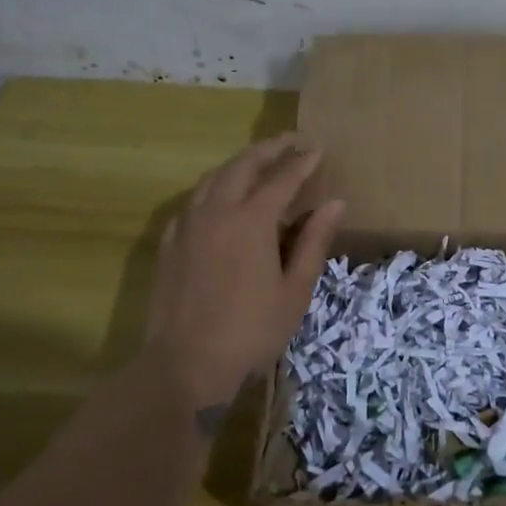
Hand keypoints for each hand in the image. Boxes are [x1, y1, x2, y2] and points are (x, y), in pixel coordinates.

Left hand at [140, 133, 345, 414]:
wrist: (184, 364)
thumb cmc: (250, 332)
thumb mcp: (294, 291)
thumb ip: (314, 242)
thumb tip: (336, 203)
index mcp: (251, 220)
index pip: (282, 178)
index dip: (303, 162)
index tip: (319, 149)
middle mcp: (217, 210)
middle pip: (244, 165)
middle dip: (270, 149)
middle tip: (291, 141)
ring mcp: (188, 224)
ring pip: (214, 177)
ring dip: (240, 162)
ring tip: (259, 161)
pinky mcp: (170, 242)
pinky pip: (194, 199)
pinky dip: (214, 186)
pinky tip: (221, 197)